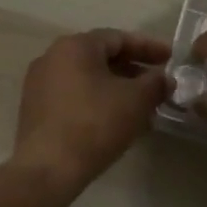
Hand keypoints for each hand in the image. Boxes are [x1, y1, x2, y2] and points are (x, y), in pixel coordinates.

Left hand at [10, 28, 173, 194]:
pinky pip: (74, 96)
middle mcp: (52, 57)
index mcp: (75, 46)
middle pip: (101, 57)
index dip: (149, 47)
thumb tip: (165, 79)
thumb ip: (155, 83)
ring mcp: (39, 83)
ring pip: (88, 78)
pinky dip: (97, 101)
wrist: (48, 169)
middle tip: (158, 83)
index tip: (171, 58)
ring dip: (117, 88)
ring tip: (142, 105)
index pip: (119, 38)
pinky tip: (116, 120)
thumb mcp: (136, 101)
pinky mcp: (35, 109)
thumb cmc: (95, 124)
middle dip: (133, 70)